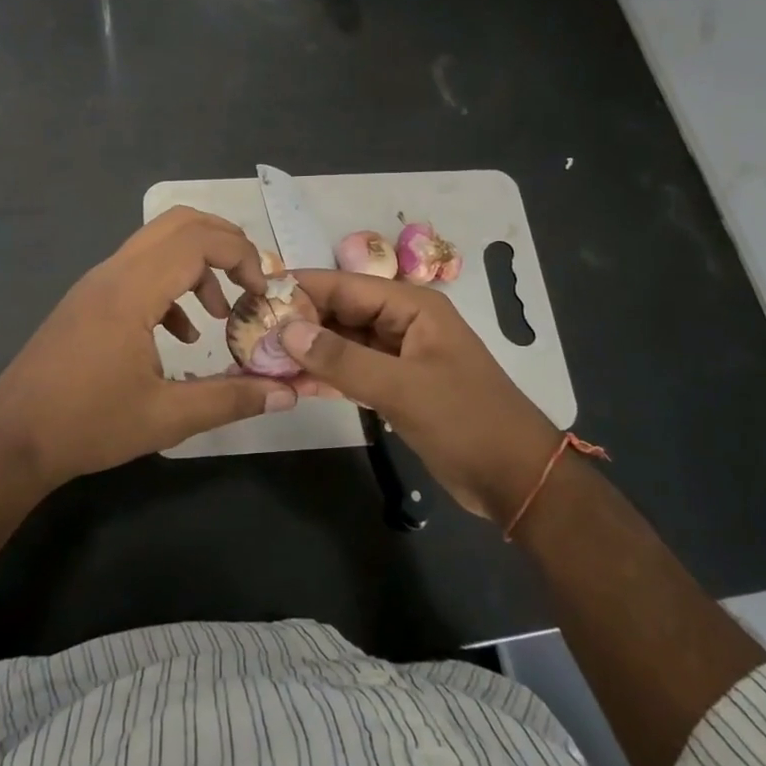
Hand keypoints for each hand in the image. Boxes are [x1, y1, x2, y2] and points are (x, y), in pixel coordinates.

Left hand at [0, 207, 296, 495]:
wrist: (10, 441)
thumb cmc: (87, 426)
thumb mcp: (166, 418)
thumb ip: (230, 400)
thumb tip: (287, 394)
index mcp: (132, 291)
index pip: (198, 240)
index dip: (241, 256)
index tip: (262, 294)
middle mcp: (114, 273)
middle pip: (180, 223)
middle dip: (225, 243)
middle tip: (251, 282)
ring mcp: (97, 283)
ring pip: (158, 243)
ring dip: (198, 264)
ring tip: (221, 312)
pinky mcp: (89, 299)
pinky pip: (140, 269)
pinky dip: (172, 284)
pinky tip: (181, 335)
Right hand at [280, 270, 560, 522]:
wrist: (516, 479)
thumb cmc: (466, 420)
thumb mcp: (403, 387)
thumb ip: (343, 359)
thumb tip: (287, 330)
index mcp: (412, 306)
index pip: (345, 286)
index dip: (302, 289)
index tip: (256, 297)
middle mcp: (402, 322)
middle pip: (341, 312)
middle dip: (299, 322)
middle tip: (249, 332)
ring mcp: (399, 355)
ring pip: (343, 343)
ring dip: (307, 351)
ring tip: (260, 358)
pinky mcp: (396, 385)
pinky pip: (352, 370)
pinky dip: (325, 375)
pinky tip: (291, 383)